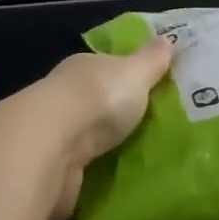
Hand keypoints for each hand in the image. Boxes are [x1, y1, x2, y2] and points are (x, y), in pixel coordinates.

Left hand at [37, 37, 172, 219]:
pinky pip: (79, 166)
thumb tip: (167, 39)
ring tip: (137, 158)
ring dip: (103, 146)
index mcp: (82, 68)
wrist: (55, 145)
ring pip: (84, 136)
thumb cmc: (99, 97)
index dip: (124, 76)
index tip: (146, 90)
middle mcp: (64, 96)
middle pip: (94, 103)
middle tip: (149, 129)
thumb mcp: (135, 72)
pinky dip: (93, 171)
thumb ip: (151, 60)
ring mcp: (55, 133)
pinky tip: (113, 179)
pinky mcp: (52, 167)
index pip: (104, 68)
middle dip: (115, 115)